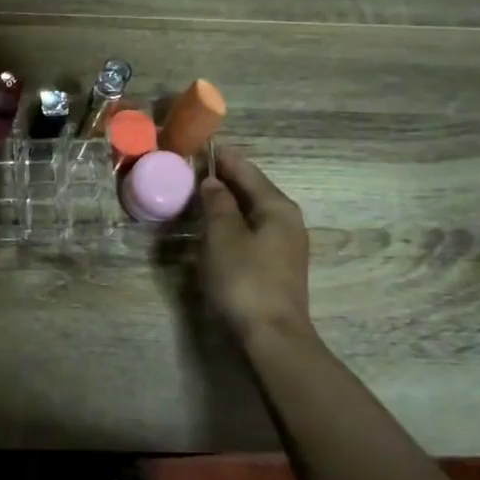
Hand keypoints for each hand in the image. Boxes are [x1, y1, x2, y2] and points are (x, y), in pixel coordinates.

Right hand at [199, 149, 316, 347]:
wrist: (272, 334)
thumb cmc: (245, 279)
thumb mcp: (223, 236)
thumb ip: (217, 203)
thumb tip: (213, 182)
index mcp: (277, 207)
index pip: (247, 170)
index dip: (223, 157)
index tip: (199, 145)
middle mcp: (287, 220)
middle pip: (253, 189)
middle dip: (225, 178)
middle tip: (192, 169)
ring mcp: (285, 243)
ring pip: (252, 210)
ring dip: (228, 201)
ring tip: (199, 194)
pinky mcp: (277, 264)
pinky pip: (252, 229)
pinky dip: (233, 221)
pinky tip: (215, 226)